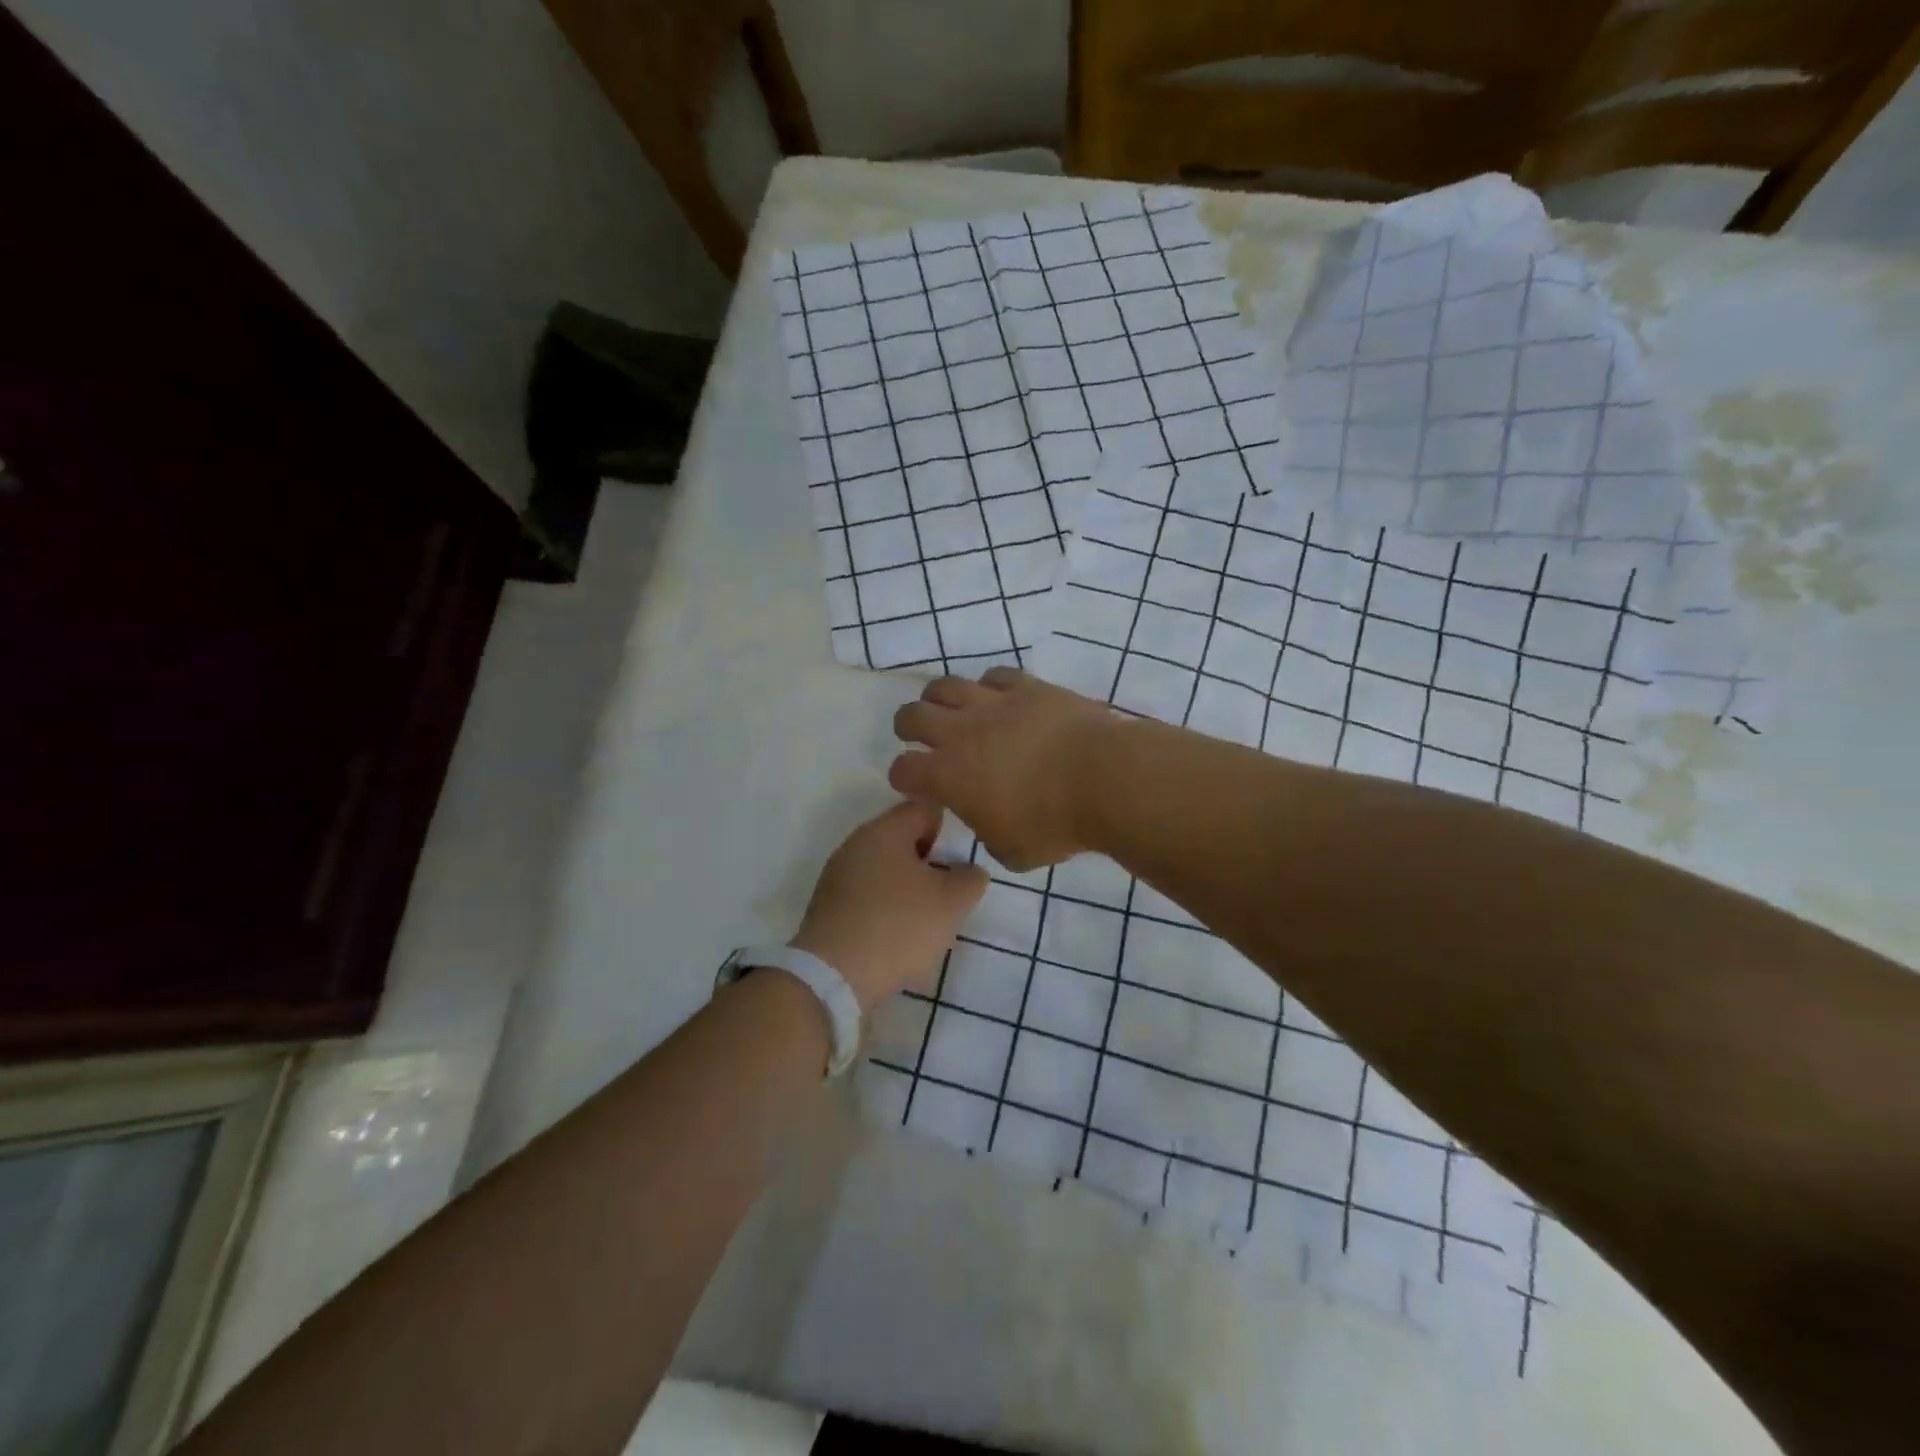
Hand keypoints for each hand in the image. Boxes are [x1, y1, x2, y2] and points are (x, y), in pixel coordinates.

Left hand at [790, 800, 988, 1013]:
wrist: (833, 977)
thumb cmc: (899, 926)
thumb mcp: (952, 902)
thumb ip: (970, 879)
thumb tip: (967, 872)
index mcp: (884, 830)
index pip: (924, 809)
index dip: (948, 830)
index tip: (960, 861)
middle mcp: (856, 844)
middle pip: (903, 839)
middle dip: (929, 862)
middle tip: (948, 893)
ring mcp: (837, 875)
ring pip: (885, 869)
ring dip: (909, 888)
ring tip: (926, 920)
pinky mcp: (828, 906)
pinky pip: (867, 895)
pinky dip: (886, 908)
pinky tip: (897, 936)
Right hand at [888, 667, 1113, 871]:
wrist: (1104, 778)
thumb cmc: (1055, 825)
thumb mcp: (1013, 852)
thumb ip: (990, 836)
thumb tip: (990, 825)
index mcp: (948, 777)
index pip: (904, 770)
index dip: (904, 778)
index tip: (915, 784)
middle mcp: (960, 733)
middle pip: (912, 716)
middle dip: (909, 728)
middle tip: (921, 738)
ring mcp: (993, 703)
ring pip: (946, 686)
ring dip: (940, 699)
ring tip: (953, 711)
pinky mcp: (1026, 686)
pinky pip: (994, 676)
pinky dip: (989, 688)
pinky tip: (999, 699)